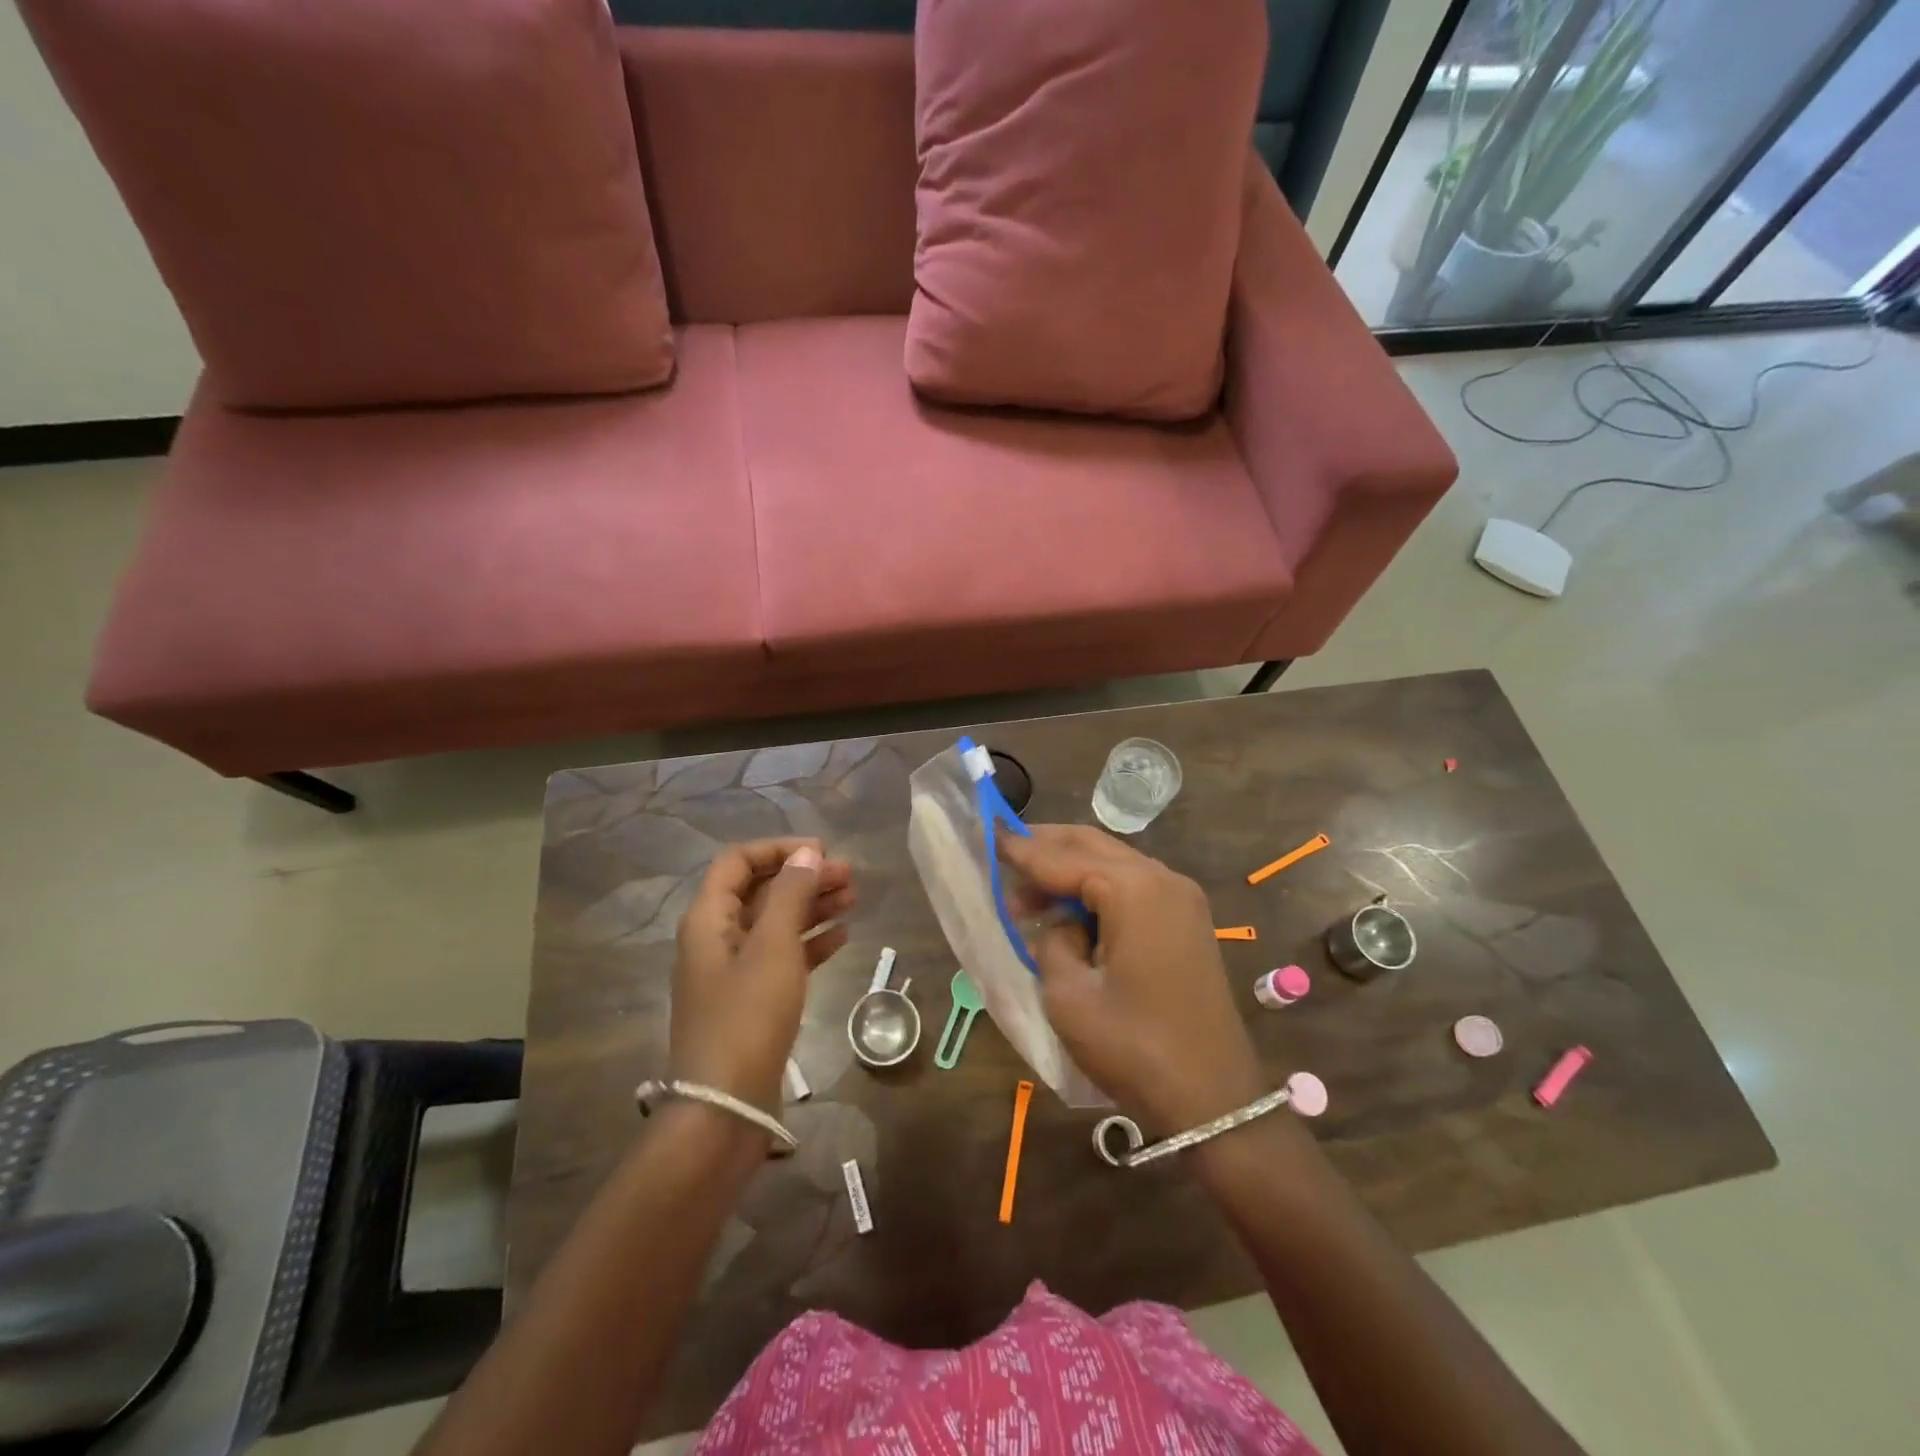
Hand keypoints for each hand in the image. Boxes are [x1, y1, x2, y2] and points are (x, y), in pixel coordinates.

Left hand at [671, 838, 853, 1112]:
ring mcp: (734, 971)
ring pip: (776, 924)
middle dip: (804, 878)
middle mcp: (716, 938)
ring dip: (812, 907)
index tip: (822, 852)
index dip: (779, 850)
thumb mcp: (772, 947)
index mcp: (708, 918)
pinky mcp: (752, 1000)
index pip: (738, 862)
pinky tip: (843, 937)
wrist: (725, 1107)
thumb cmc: (747, 1017)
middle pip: (761, 891)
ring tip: (853, 899)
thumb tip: (808, 854)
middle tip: (850, 876)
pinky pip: (783, 957)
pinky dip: (810, 943)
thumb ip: (790, 895)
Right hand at [1003, 825, 1266, 1132]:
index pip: (1063, 858)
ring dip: (1069, 872)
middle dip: (1045, 849)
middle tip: (1002, 857)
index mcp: (1134, 889)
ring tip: (1026, 898)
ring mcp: (1181, 899)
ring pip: (1112, 864)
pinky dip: (1096, 890)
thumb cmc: (1134, 1047)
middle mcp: (1163, 879)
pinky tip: (1069, 912)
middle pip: (1092, 847)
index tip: (986, 836)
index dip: (1021, 850)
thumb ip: (1053, 941)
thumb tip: (1062, 924)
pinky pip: (1132, 888)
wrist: (1214, 1099)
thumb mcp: (1070, 996)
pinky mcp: (1186, 921)